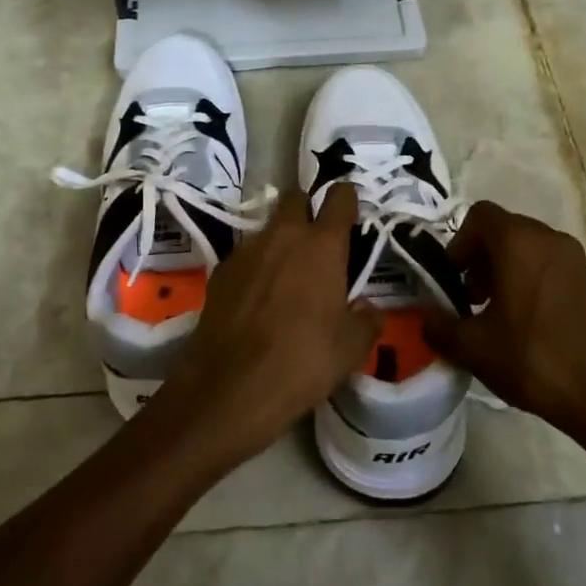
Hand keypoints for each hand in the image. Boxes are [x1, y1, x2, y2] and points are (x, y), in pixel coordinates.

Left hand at [146, 184, 380, 469]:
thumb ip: (366, 319)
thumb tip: (366, 308)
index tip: (350, 209)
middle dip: (307, 211)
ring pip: (267, 229)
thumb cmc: (302, 361)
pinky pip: (244, 256)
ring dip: (279, 242)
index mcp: (322, 245)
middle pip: (295, 199)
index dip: (346, 200)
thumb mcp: (351, 349)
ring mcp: (246, 250)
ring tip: (285, 277)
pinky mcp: (219, 271)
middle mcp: (283, 235)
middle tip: (316, 242)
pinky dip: (255, 268)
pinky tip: (256, 299)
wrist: (230, 387)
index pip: (339, 198)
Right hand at [427, 202, 585, 448]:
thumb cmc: (534, 361)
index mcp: (519, 242)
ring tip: (502, 315)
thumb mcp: (473, 348)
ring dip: (510, 272)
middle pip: (507, 231)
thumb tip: (425, 318)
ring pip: (533, 251)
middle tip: (473, 300)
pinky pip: (557, 271)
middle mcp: (552, 239)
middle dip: (483, 259)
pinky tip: (536, 328)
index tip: (454, 279)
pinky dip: (538, 284)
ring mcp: (581, 261)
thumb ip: (439, 327)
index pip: (480, 215)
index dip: (459, 243)